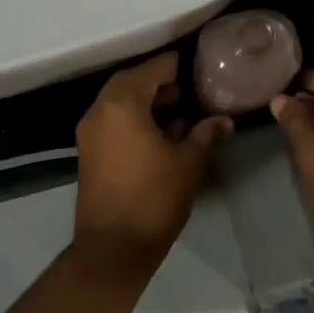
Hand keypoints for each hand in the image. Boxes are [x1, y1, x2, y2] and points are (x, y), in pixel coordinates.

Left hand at [73, 52, 232, 274]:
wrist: (113, 248)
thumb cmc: (154, 197)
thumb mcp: (189, 163)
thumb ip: (206, 135)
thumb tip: (224, 120)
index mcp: (122, 104)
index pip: (151, 70)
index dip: (173, 65)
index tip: (194, 64)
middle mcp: (100, 111)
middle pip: (130, 83)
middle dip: (158, 82)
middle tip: (186, 87)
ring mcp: (90, 133)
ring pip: (119, 103)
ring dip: (145, 101)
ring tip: (178, 110)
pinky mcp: (90, 153)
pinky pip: (113, 121)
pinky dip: (134, 119)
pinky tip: (161, 133)